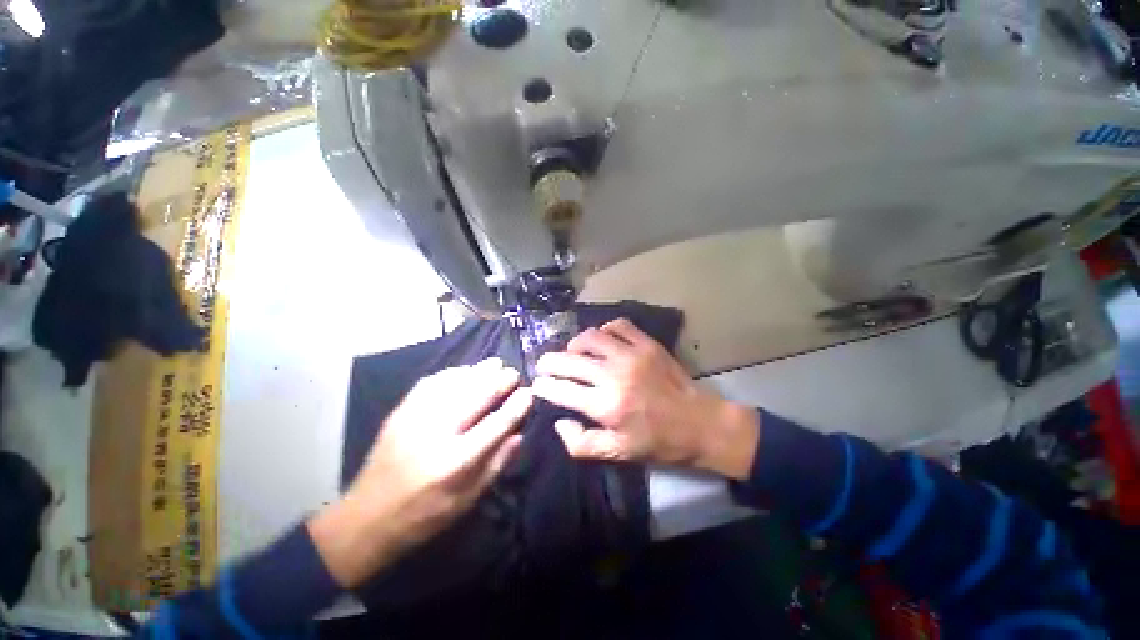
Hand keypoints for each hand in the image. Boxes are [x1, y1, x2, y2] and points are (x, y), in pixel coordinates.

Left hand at [309, 359, 532, 587]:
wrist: (366, 519)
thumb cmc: (423, 517)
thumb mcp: (466, 501)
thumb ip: (496, 465)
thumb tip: (519, 434)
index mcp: (455, 462)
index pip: (496, 424)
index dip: (516, 406)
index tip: (529, 393)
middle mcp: (437, 434)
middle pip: (476, 397)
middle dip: (500, 380)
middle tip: (513, 373)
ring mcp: (415, 419)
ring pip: (455, 384)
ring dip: (479, 371)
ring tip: (495, 364)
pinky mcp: (400, 413)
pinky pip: (431, 383)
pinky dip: (452, 373)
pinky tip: (464, 371)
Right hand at [532, 319, 758, 479]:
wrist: (701, 423)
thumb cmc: (659, 442)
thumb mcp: (618, 454)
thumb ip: (581, 443)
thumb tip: (559, 421)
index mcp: (606, 406)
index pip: (562, 390)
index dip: (544, 387)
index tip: (537, 385)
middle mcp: (614, 376)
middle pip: (570, 360)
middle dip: (549, 362)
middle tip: (544, 365)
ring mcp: (632, 355)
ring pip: (591, 337)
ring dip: (575, 344)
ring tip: (573, 352)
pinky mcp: (647, 344)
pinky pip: (618, 326)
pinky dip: (605, 330)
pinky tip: (603, 341)